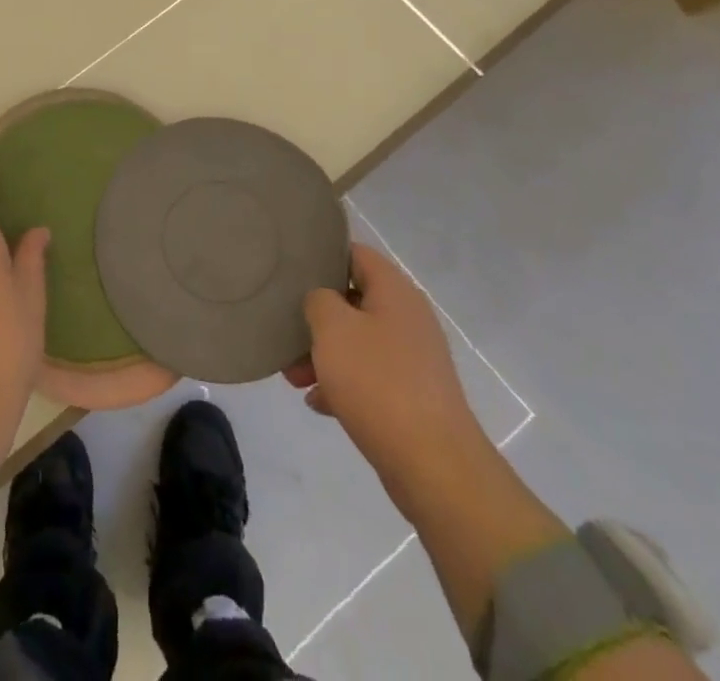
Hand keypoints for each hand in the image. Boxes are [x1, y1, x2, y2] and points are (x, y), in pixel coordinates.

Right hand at [284, 243, 488, 496]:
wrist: (434, 466)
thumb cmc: (378, 382)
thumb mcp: (333, 328)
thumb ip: (318, 300)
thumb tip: (323, 301)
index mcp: (395, 292)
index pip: (355, 253)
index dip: (322, 256)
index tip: (291, 271)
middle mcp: (408, 318)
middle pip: (353, 301)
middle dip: (316, 317)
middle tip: (285, 332)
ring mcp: (412, 359)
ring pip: (358, 342)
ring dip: (324, 354)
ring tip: (294, 378)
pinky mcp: (411, 396)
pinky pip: (369, 377)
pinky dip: (342, 384)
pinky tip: (318, 403)